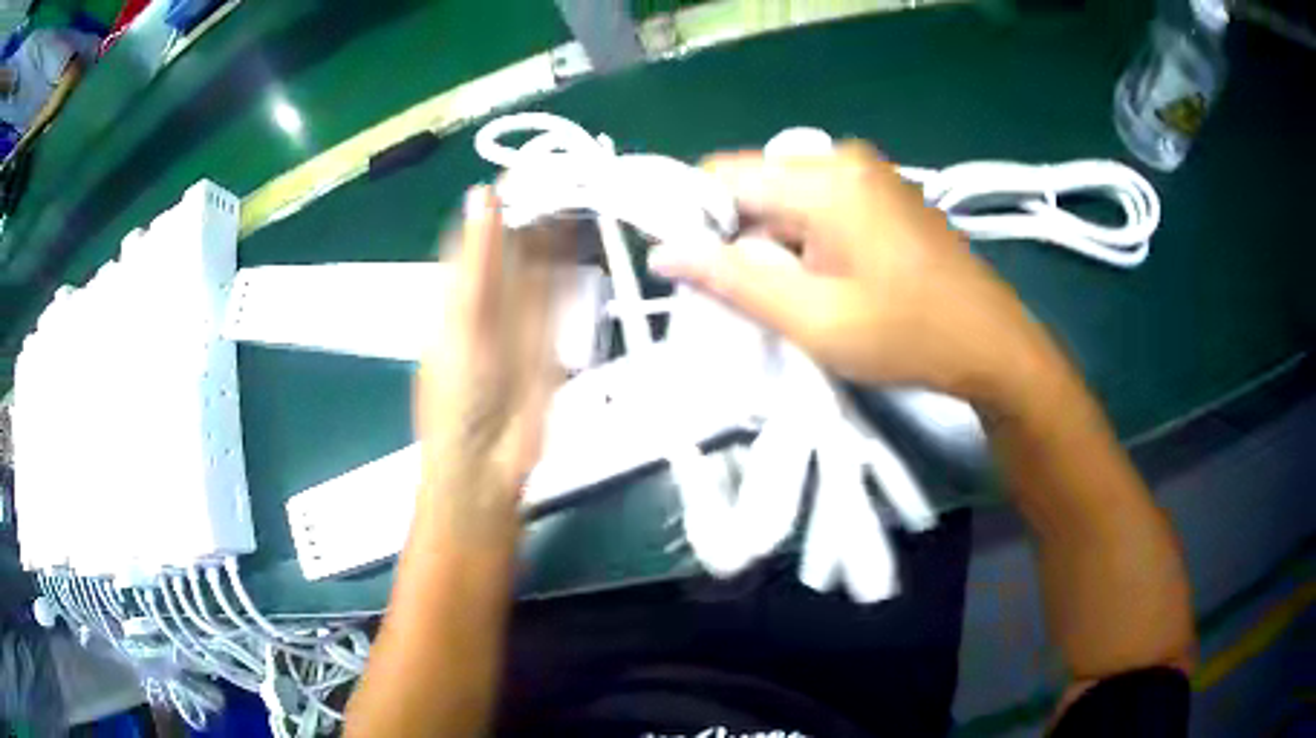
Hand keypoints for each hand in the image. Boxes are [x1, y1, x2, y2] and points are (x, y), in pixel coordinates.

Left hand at [414, 186, 563, 526]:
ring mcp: (524, 315)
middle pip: (517, 240)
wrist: (488, 462)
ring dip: (562, 230)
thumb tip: (484, 194)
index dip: (505, 196)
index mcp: (459, 287)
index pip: (480, 228)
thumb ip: (477, 260)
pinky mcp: (552, 337)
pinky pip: (564, 292)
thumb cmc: (458, 394)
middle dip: (541, 206)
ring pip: (543, 261)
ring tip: (589, 189)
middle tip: (575, 168)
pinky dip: (577, 264)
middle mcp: (491, 295)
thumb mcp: (463, 321)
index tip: (536, 164)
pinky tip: (591, 235)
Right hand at [649, 142, 1043, 405]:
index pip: (722, 175)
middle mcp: (842, 158)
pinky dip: (802, 237)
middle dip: (737, 235)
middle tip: (748, 295)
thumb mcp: (814, 320)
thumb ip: (734, 282)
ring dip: (771, 241)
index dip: (693, 218)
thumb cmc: (908, 336)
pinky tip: (822, 278)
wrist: (993, 345)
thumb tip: (664, 254)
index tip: (691, 270)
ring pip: (784, 195)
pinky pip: (817, 202)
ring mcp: (867, 171)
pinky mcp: (881, 190)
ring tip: (792, 294)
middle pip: (754, 183)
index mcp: (825, 180)